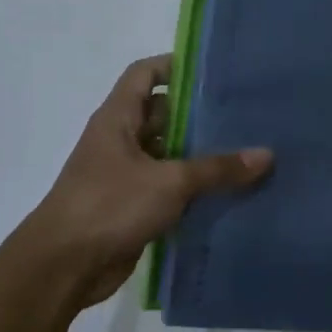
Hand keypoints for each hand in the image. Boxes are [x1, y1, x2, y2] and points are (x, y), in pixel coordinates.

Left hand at [22, 54, 272, 308]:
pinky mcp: (131, 206)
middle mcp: (119, 140)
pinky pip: (167, 188)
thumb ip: (217, 169)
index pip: (144, 73)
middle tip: (246, 114)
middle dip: (198, 114)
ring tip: (246, 152)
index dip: (175, 66)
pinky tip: (228, 193)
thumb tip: (266, 155)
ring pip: (167, 154)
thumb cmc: (110, 205)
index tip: (215, 71)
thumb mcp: (169, 182)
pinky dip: (191, 189)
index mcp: (117, 118)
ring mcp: (124, 175)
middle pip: (162, 115)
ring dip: (199, 155)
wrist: (65, 265)